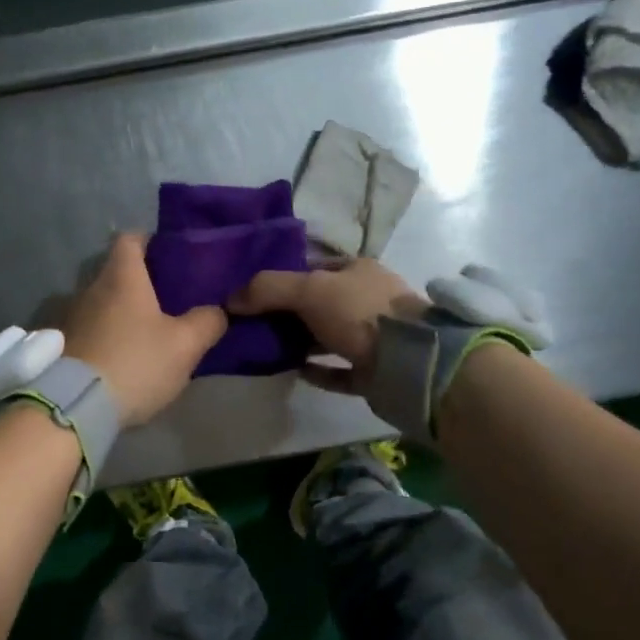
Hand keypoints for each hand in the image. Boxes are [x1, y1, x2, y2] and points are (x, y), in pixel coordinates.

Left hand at [62, 234, 227, 426]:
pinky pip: (90, 328)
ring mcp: (71, 316)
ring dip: (122, 312)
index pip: (130, 238)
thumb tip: (216, 311)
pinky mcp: (62, 345)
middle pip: (116, 272)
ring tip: (147, 332)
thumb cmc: (135, 363)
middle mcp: (90, 287)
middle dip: (141, 282)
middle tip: (168, 300)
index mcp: (121, 277)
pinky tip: (123, 356)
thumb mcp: (185, 345)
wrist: (75, 407)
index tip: (169, 256)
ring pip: (102, 302)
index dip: (150, 242)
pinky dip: (106, 334)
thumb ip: (207, 321)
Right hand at [228, 259, 427, 395]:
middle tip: (252, 324)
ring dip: (301, 342)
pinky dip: (317, 370)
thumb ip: (267, 289)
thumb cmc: (359, 314)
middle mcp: (368, 299)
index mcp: (357, 270)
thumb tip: (229, 299)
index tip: (252, 294)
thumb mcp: (308, 290)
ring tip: (267, 348)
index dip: (283, 278)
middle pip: (319, 303)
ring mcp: (375, 337)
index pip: (313, 268)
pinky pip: (339, 369)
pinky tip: (294, 371)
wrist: (410, 364)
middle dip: (287, 313)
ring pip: (328, 336)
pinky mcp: (375, 371)